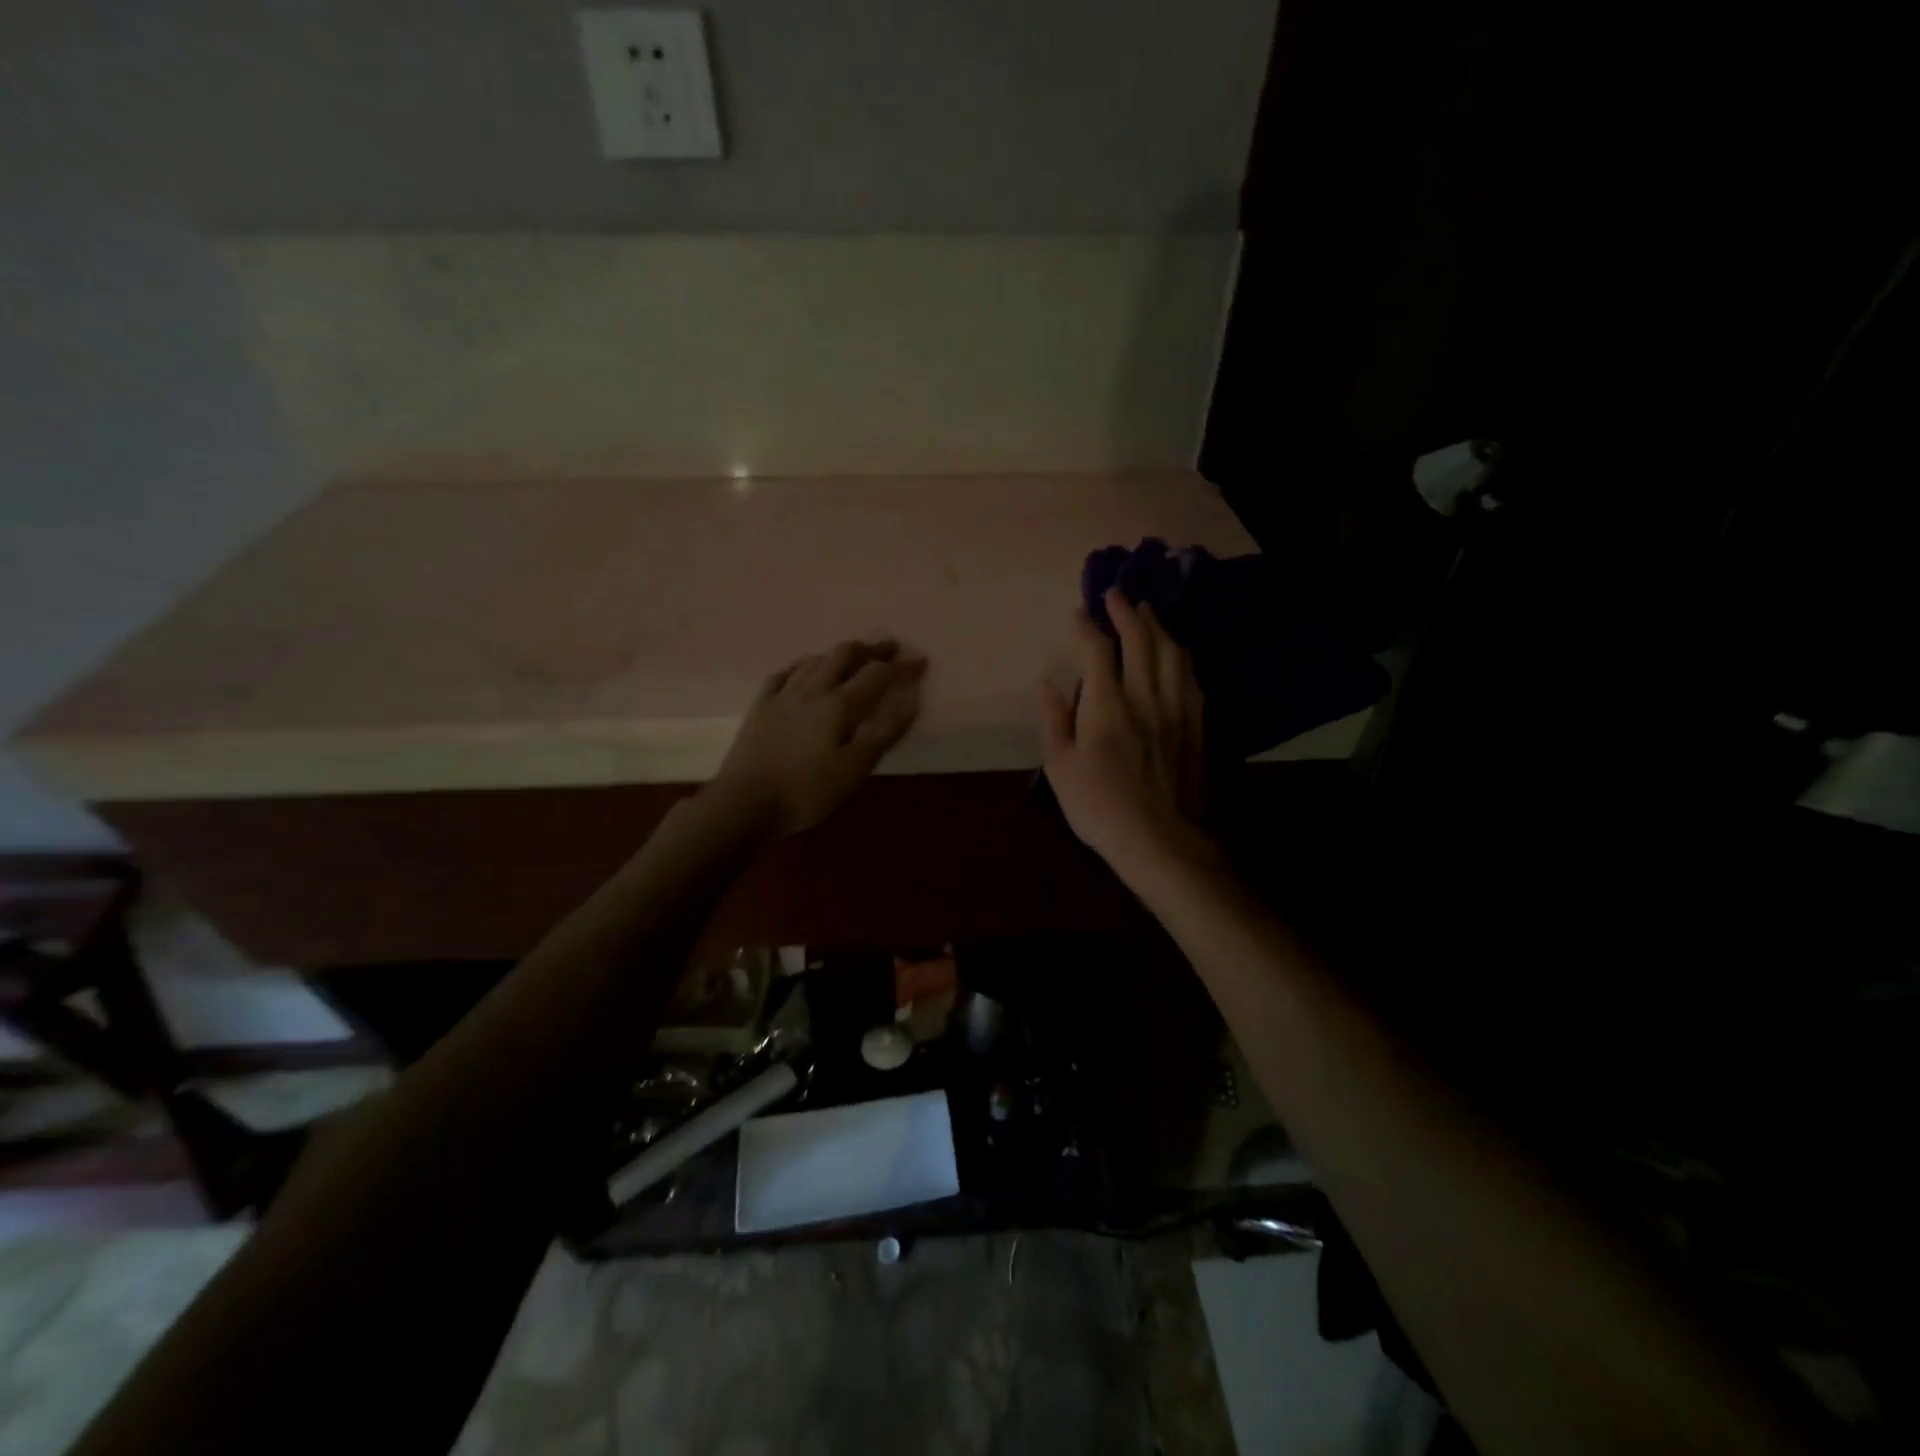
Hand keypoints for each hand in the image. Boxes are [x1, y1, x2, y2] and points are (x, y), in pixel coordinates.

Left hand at [713, 638, 925, 836]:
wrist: (745, 802)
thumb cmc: (806, 791)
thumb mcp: (854, 770)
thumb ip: (883, 733)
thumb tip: (910, 699)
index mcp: (839, 705)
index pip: (877, 675)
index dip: (901, 666)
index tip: (920, 661)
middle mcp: (812, 690)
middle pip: (844, 655)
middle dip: (870, 648)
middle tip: (889, 648)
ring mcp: (783, 695)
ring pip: (814, 660)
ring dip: (838, 653)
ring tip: (852, 657)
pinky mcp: (760, 706)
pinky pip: (784, 674)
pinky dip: (802, 666)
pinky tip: (804, 669)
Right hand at [1040, 589, 1216, 877]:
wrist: (1161, 840)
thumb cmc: (1100, 807)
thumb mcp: (1060, 768)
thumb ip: (1054, 720)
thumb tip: (1047, 683)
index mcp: (1107, 705)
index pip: (1098, 651)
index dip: (1088, 627)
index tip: (1080, 612)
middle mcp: (1145, 696)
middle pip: (1142, 641)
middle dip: (1128, 612)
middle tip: (1117, 594)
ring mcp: (1177, 709)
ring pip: (1173, 653)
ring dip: (1159, 627)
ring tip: (1148, 613)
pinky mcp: (1196, 725)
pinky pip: (1191, 678)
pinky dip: (1180, 657)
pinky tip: (1177, 654)